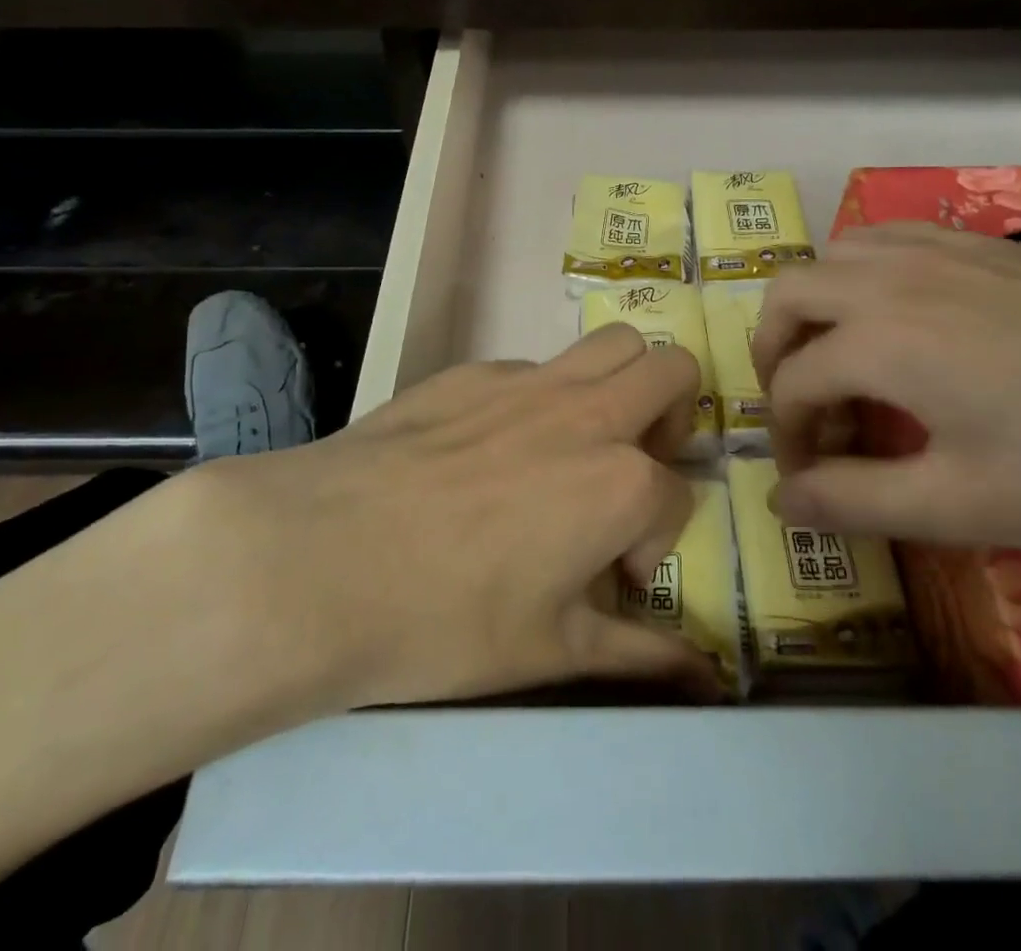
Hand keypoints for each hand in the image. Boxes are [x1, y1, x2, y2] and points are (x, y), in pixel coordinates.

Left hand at [181, 322, 714, 724]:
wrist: (317, 561)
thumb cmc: (443, 620)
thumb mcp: (551, 651)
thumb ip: (639, 654)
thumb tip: (704, 677)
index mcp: (620, 482)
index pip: (675, 497)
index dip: (654, 541)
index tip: (613, 575)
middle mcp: (588, 414)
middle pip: (673, 370)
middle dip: (676, 414)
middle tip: (637, 464)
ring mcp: (529, 381)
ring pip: (613, 343)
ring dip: (623, 381)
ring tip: (587, 436)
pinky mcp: (472, 370)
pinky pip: (534, 367)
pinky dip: (543, 397)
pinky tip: (491, 450)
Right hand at [750, 221, 1020, 562]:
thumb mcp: (966, 506)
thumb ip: (858, 501)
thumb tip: (780, 503)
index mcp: (881, 341)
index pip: (794, 385)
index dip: (787, 439)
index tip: (810, 483)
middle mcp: (893, 279)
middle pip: (789, 295)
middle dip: (775, 353)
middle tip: (804, 410)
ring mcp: (940, 251)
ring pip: (835, 254)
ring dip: (816, 305)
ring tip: (844, 360)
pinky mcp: (984, 244)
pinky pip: (890, 237)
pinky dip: (864, 271)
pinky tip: (901, 314)